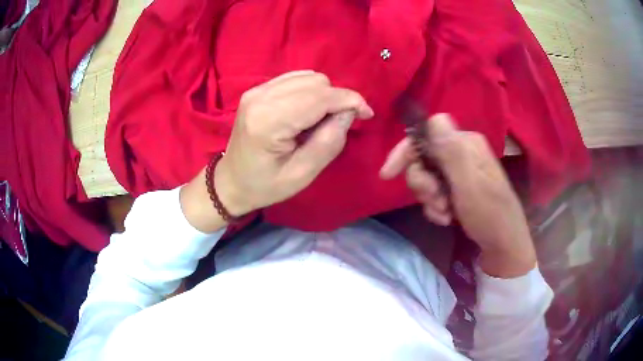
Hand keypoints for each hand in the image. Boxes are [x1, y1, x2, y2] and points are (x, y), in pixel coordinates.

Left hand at [181, 71, 372, 232]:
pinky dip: (311, 91)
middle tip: (342, 123)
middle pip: (316, 82)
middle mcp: (260, 97)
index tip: (367, 114)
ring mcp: (257, 90)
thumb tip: (349, 112)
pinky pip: (296, 78)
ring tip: (324, 119)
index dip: (349, 101)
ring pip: (308, 77)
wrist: (231, 181)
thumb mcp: (302, 174)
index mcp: (268, 121)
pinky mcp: (258, 89)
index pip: (319, 97)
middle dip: (337, 99)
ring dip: (325, 95)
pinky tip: (309, 110)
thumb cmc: (265, 185)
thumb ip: (329, 141)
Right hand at [380, 114, 535, 277]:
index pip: (426, 134)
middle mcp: (461, 152)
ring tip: (445, 213)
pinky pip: (434, 192)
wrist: (503, 244)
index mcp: (466, 144)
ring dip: (430, 199)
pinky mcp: (458, 187)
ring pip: (427, 177)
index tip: (389, 175)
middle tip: (436, 201)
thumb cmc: (489, 215)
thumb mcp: (469, 184)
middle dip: (423, 183)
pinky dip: (436, 207)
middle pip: (423, 157)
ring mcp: (459, 171)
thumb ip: (452, 152)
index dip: (406, 152)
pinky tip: (447, 218)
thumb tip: (435, 117)